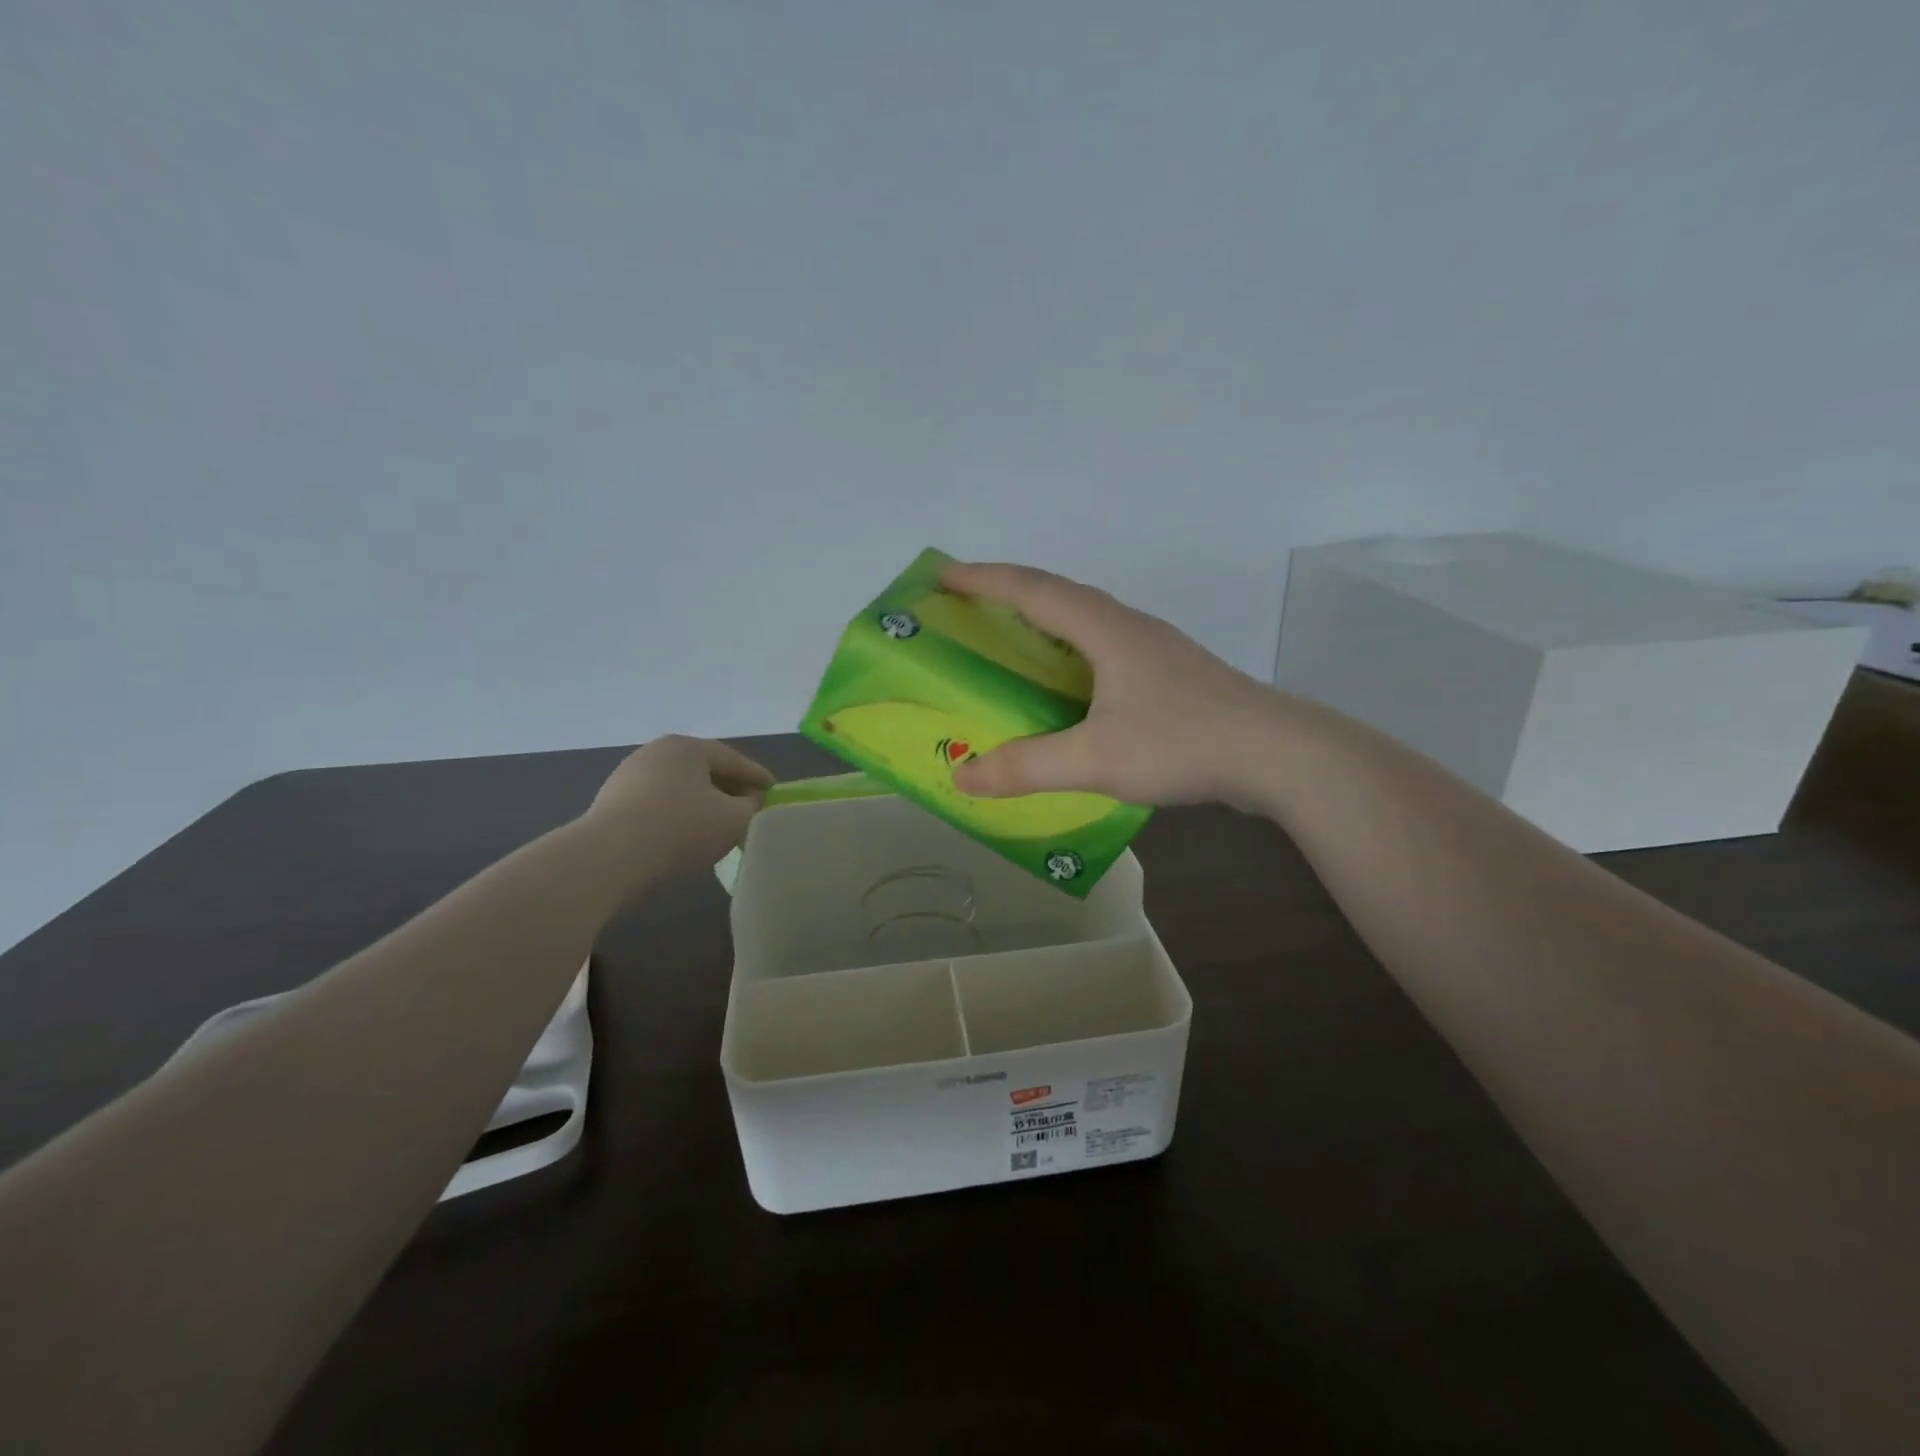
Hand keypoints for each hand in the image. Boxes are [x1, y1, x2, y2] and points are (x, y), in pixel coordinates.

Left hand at [582, 736, 772, 877]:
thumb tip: (750, 800)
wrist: (609, 855)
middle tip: (749, 807)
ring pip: (680, 786)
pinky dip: (678, 813)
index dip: (757, 776)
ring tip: (719, 824)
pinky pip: (658, 802)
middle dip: (729, 788)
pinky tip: (685, 834)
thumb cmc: (681, 828)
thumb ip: (751, 806)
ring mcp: (630, 774)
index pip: (733, 759)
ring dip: (702, 802)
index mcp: (688, 746)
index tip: (774, 790)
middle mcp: (657, 751)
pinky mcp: (612, 800)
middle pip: (704, 769)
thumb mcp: (733, 819)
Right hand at [941, 562, 1280, 808]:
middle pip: (1059, 594)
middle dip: (1007, 593)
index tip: (943, 574)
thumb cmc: (1183, 743)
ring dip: (1043, 619)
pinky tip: (1070, 684)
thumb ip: (1027, 767)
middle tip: (967, 606)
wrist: (1278, 755)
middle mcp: (1129, 627)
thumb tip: (961, 776)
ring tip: (1011, 639)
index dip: (983, 579)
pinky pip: (1105, 647)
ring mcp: (1155, 648)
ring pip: (1086, 619)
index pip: (1032, 589)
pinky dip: (1071, 650)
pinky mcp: (1171, 674)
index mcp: (1105, 630)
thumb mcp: (1095, 759)